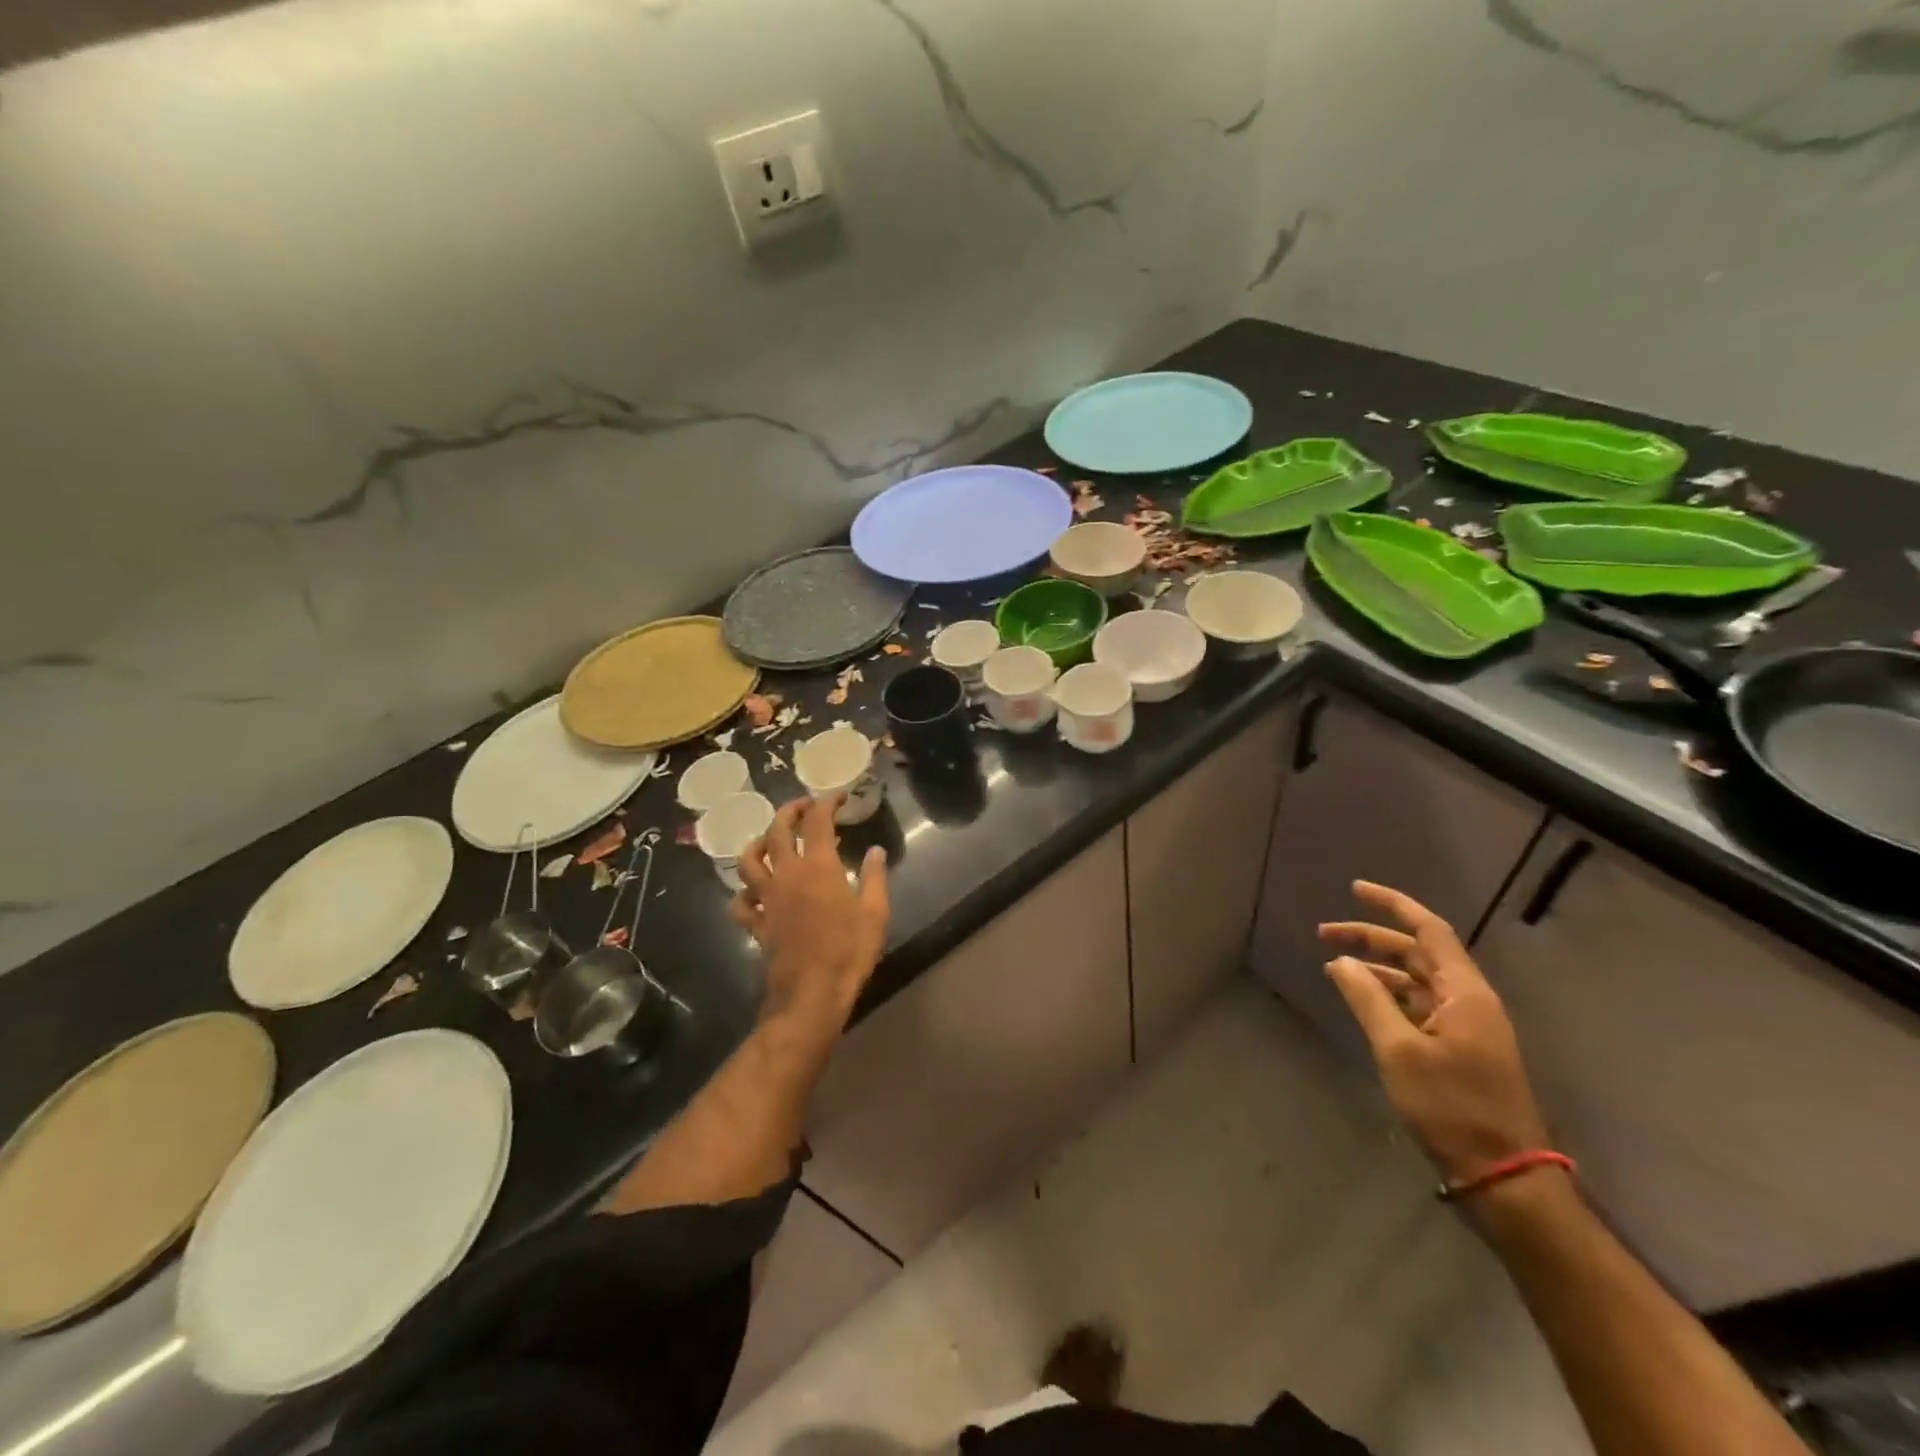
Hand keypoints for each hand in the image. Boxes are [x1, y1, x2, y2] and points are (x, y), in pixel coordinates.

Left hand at [732, 795, 889, 1027]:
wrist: (811, 994)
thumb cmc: (849, 951)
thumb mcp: (875, 913)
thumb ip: (875, 877)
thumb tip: (877, 851)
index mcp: (818, 867)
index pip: (818, 822)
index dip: (826, 803)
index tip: (837, 797)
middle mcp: (787, 875)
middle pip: (777, 831)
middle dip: (789, 812)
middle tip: (803, 807)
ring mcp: (767, 899)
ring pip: (749, 861)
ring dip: (757, 843)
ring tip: (768, 840)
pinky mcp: (757, 924)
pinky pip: (741, 903)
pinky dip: (744, 893)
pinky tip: (753, 893)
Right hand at [1318, 881, 1548, 1184]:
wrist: (1503, 1176)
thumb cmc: (1451, 1107)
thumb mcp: (1398, 1050)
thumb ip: (1367, 999)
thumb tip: (1342, 961)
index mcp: (1465, 993)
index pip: (1429, 930)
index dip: (1392, 905)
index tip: (1355, 889)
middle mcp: (1470, 1000)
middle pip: (1418, 953)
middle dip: (1372, 937)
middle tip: (1325, 934)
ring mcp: (1467, 1026)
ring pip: (1418, 979)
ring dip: (1378, 968)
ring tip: (1336, 966)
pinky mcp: (1460, 1049)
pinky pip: (1420, 1005)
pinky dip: (1389, 995)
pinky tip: (1362, 999)